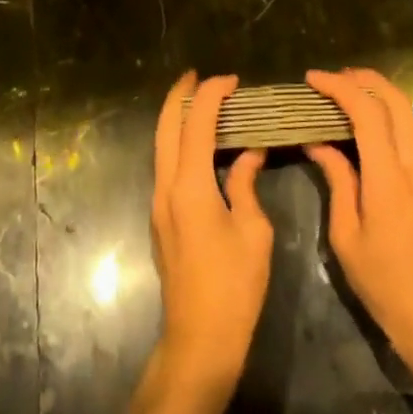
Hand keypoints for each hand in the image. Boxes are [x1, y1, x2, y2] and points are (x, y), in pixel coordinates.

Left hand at [151, 73, 271, 388]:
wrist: (199, 338)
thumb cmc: (234, 285)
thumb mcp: (253, 230)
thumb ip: (246, 184)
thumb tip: (249, 153)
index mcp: (190, 187)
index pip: (196, 125)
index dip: (212, 96)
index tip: (232, 80)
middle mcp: (166, 188)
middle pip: (165, 128)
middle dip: (179, 96)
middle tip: (198, 75)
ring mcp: (159, 204)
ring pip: (162, 146)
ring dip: (177, 119)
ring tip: (201, 102)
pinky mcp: (162, 218)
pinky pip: (167, 165)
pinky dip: (180, 143)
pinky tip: (202, 144)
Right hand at [305, 68, 412, 385]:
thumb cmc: (383, 282)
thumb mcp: (346, 235)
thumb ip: (337, 181)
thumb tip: (319, 143)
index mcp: (389, 178)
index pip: (367, 113)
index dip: (340, 88)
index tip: (312, 79)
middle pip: (397, 102)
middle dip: (366, 79)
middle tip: (333, 77)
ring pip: (406, 117)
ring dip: (377, 96)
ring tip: (342, 96)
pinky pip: (407, 136)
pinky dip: (384, 118)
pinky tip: (359, 129)